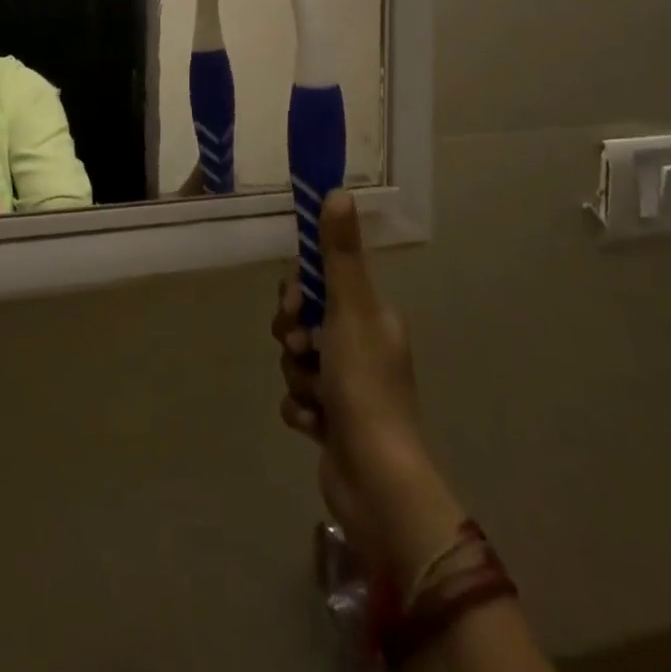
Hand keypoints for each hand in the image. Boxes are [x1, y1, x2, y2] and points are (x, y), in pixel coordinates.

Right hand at [273, 191, 465, 590]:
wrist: (376, 481)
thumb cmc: (364, 385)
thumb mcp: (350, 310)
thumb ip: (340, 253)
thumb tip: (338, 191)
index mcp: (371, 318)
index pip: (321, 284)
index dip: (298, 292)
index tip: (294, 306)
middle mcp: (362, 347)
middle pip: (303, 322)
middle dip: (294, 338)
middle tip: (304, 351)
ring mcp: (349, 388)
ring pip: (298, 362)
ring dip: (298, 377)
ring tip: (316, 397)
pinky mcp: (334, 423)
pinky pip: (299, 400)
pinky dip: (301, 410)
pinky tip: (314, 425)